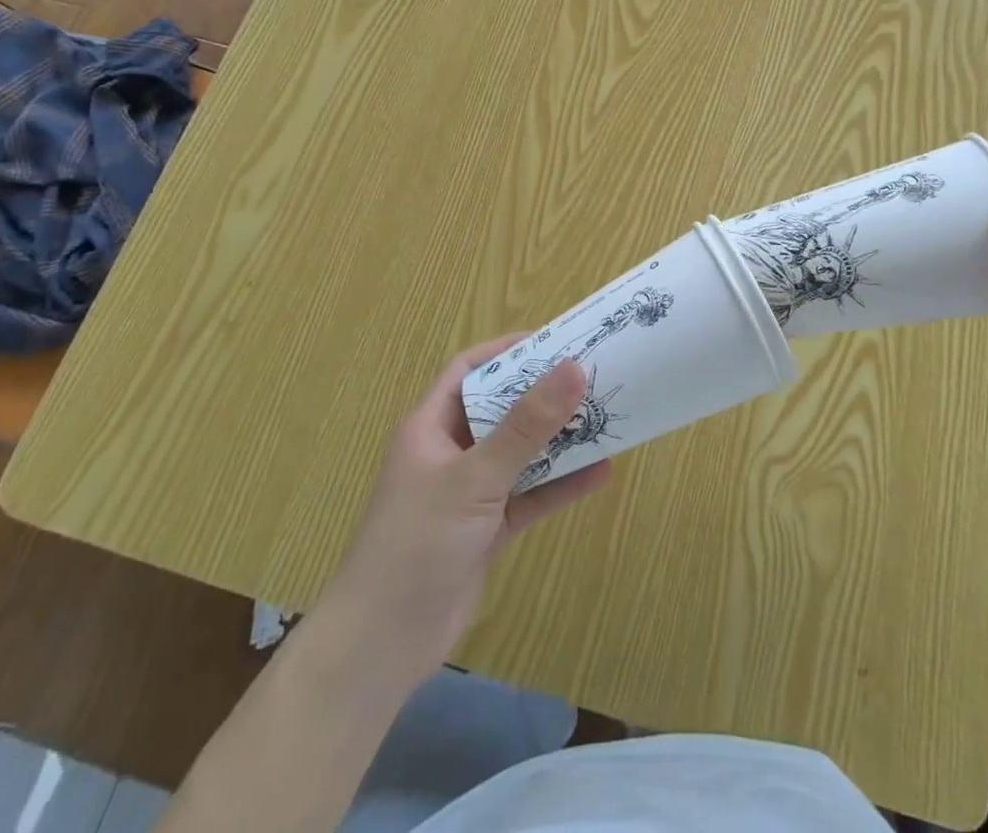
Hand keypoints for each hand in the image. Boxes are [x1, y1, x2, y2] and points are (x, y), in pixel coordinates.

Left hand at [312, 336, 611, 689]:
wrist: (382, 646)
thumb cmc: (418, 542)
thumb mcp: (475, 477)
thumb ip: (527, 426)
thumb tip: (574, 368)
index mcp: (431, 426)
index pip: (469, 369)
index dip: (508, 350)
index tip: (555, 341)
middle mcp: (451, 451)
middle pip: (502, 408)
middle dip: (544, 394)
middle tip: (592, 376)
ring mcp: (469, 492)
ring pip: (520, 453)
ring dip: (558, 439)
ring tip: (604, 417)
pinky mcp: (486, 528)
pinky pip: (529, 495)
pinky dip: (560, 484)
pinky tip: (599, 473)